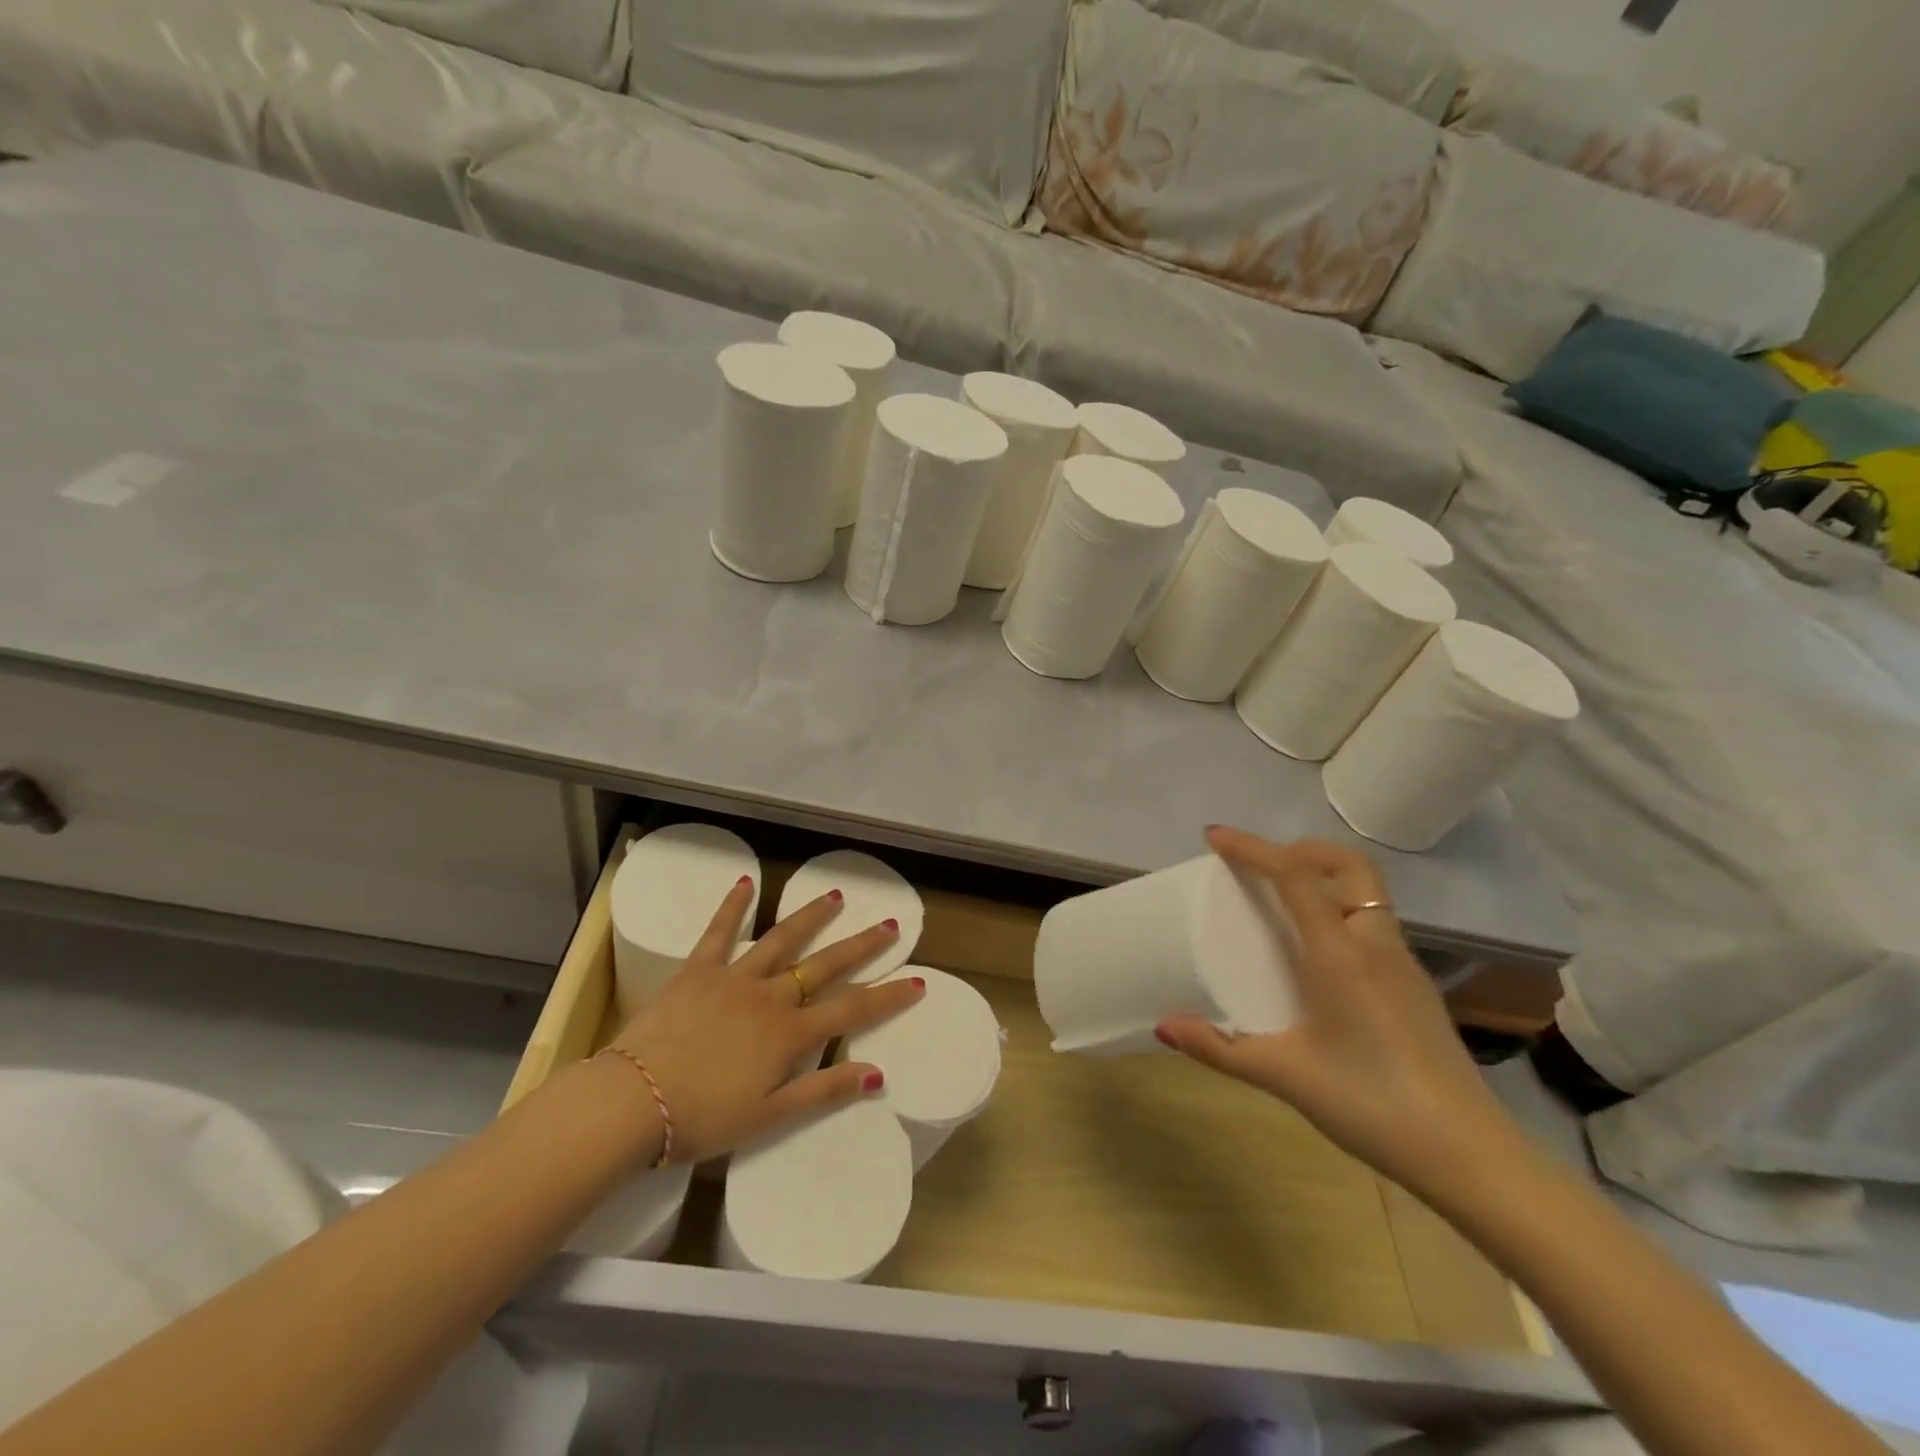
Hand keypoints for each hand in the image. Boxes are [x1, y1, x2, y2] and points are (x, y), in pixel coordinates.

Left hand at [610, 877, 924, 1164]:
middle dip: (862, 945)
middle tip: (890, 923)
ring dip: (811, 917)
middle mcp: (769, 997)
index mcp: (789, 1035)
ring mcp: (734, 979)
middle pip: (825, 965)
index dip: (889, 996)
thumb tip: (877, 1074)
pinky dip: (733, 906)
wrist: (631, 1103)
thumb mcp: (768, 1116)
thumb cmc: (701, 1118)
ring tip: (835, 896)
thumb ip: (823, 1091)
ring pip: (781, 940)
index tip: (919, 980)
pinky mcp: (697, 971)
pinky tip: (745, 882)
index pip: (852, 1010)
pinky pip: (719, 933)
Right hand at [1156, 827, 1527, 1203]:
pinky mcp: (1414, 985)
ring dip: (1321, 877)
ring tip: (1280, 901)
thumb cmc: (1371, 1104)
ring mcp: (1402, 963)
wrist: (1471, 1156)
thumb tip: (1163, 1027)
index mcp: (1339, 953)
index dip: (1253, 848)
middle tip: (1260, 865)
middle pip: (1346, 865)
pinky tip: (1317, 951)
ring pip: (1364, 891)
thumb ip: (1220, 1048)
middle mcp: (1374, 944)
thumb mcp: (1286, 1075)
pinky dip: (1338, 908)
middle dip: (1300, 849)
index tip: (1214, 837)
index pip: (1295, 875)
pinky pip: (1371, 921)